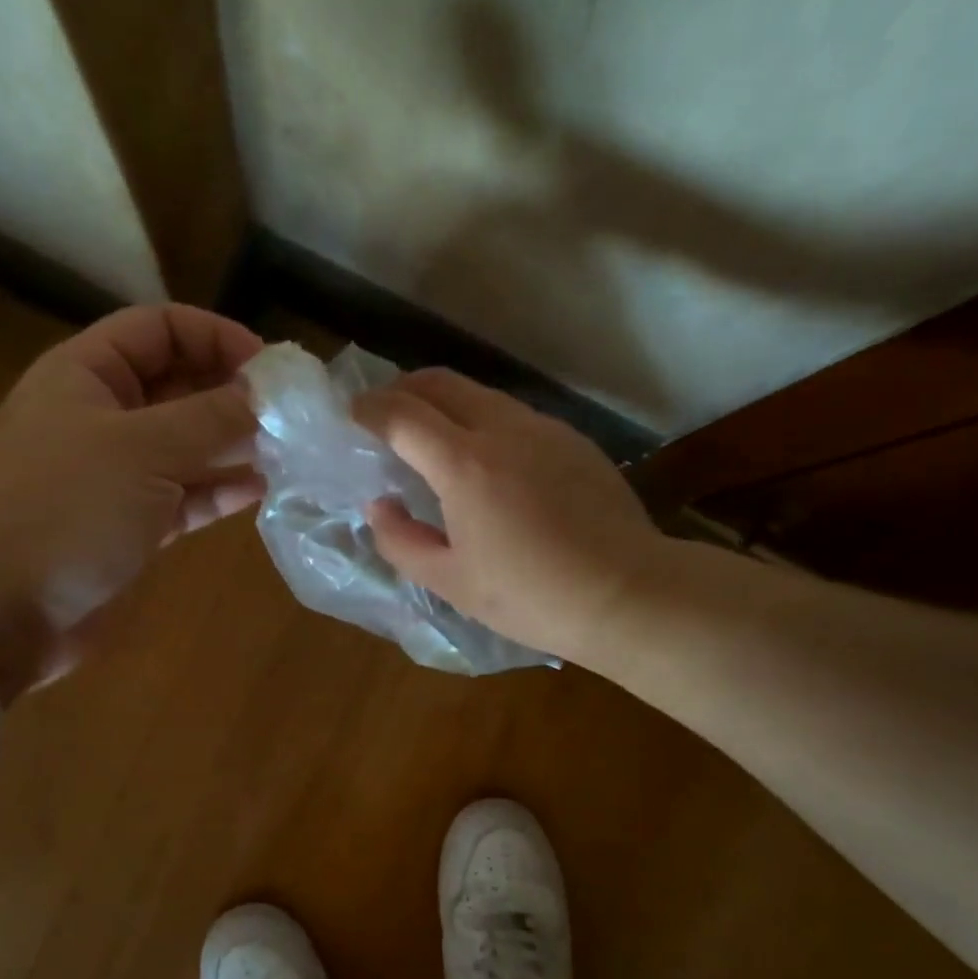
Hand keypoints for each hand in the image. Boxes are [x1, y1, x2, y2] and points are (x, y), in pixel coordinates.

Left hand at [0, 305, 263, 696]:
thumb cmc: (63, 509)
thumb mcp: (143, 449)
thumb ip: (212, 417)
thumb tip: (268, 396)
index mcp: (87, 374)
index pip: (160, 328)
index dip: (216, 336)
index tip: (271, 368)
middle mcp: (102, 416)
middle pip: (179, 386)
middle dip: (234, 394)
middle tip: (294, 414)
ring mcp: (117, 475)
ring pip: (187, 445)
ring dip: (235, 445)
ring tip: (291, 452)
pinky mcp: (131, 525)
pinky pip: (186, 495)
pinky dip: (222, 490)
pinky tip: (264, 490)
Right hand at [355, 369, 660, 662]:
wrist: (626, 593)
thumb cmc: (530, 596)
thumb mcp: (451, 582)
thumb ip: (401, 541)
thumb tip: (380, 506)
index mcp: (464, 464)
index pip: (402, 414)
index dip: (368, 409)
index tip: (351, 416)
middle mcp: (503, 429)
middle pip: (441, 383)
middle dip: (402, 389)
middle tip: (384, 415)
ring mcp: (544, 429)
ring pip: (481, 394)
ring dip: (445, 403)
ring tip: (432, 437)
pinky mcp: (574, 441)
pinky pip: (515, 416)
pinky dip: (484, 422)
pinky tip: (488, 462)